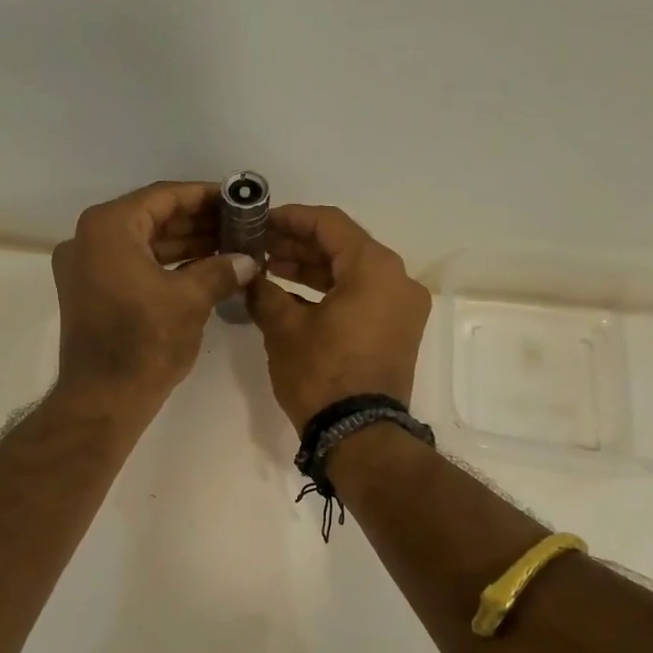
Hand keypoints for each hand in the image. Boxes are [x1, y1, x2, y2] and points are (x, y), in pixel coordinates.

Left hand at [51, 182, 258, 414]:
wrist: (103, 399)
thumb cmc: (145, 342)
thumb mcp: (191, 300)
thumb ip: (221, 270)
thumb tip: (248, 260)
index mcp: (108, 227)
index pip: (163, 197)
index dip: (204, 196)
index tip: (237, 199)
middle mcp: (89, 239)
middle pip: (151, 218)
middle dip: (197, 222)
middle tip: (238, 225)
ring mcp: (86, 268)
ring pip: (143, 244)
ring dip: (184, 245)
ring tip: (229, 246)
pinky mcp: (90, 293)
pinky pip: (132, 266)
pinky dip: (165, 266)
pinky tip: (203, 269)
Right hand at [247, 204, 430, 430]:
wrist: (358, 435)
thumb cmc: (321, 374)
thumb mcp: (284, 328)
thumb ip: (264, 291)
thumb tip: (249, 276)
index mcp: (375, 268)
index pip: (330, 224)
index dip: (290, 218)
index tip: (259, 221)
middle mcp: (398, 280)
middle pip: (344, 247)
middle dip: (299, 245)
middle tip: (260, 247)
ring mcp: (402, 308)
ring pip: (353, 273)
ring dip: (313, 269)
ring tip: (270, 269)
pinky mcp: (398, 332)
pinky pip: (363, 298)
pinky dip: (331, 293)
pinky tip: (293, 297)